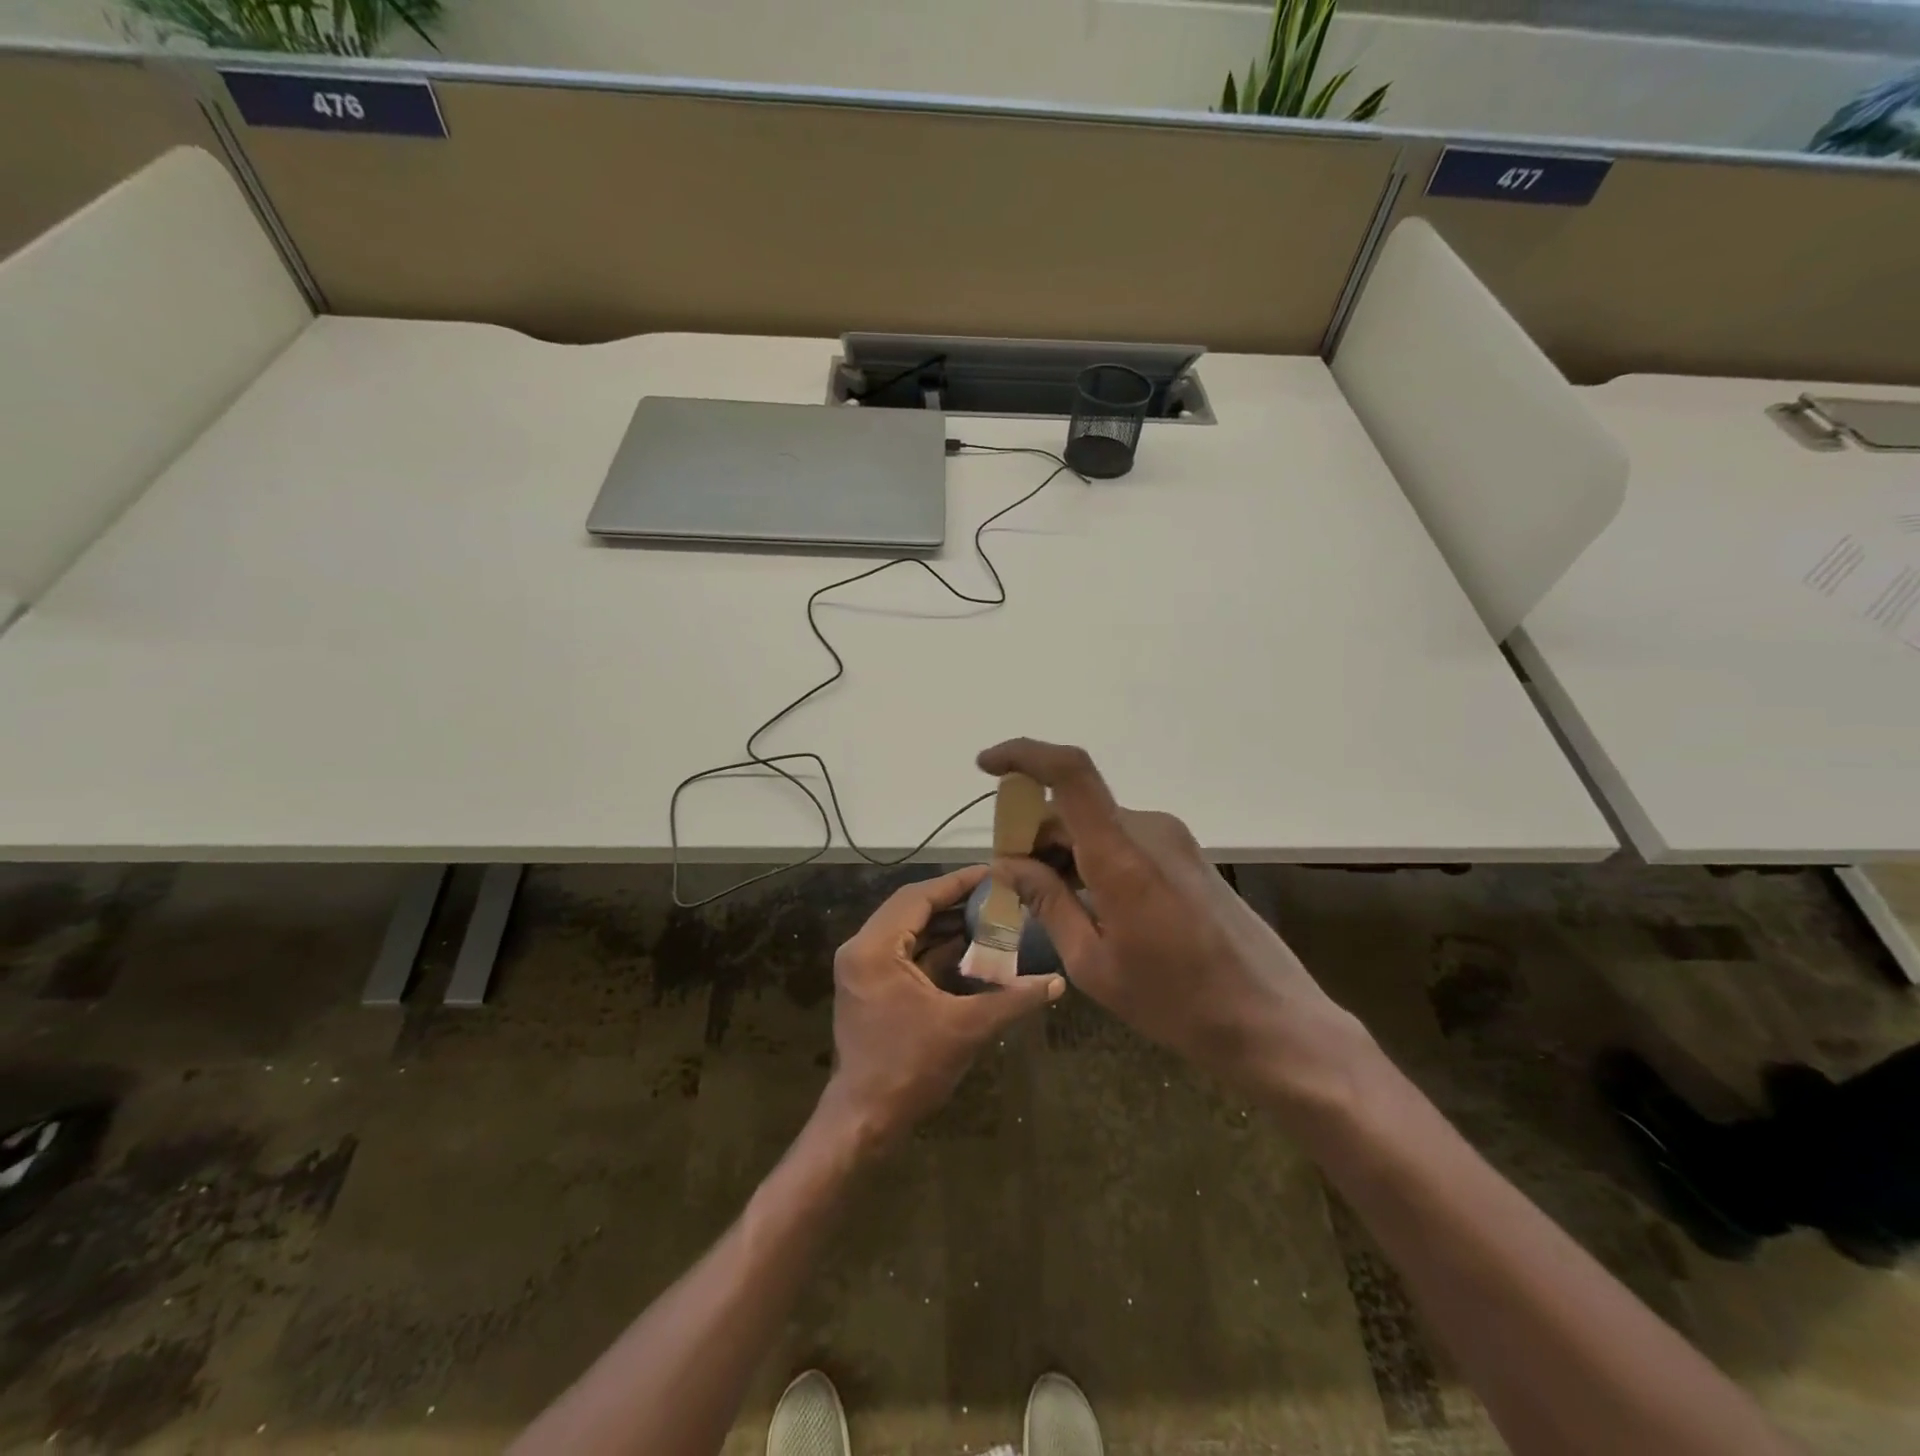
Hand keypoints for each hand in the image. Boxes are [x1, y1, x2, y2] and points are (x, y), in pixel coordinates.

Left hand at [821, 864, 1063, 1149]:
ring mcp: (863, 967)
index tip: (992, 872)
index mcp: (874, 949)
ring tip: (989, 914)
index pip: (918, 897)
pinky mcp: (871, 984)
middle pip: (912, 908)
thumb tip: (1057, 982)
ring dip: (945, 924)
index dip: (957, 883)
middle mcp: (862, 948)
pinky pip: (906, 952)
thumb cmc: (911, 1069)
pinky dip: (936, 947)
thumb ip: (1013, 999)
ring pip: (909, 929)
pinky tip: (970, 947)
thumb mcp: (967, 1028)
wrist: (865, 1120)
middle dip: (954, 901)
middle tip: (996, 892)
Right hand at [977, 739, 1370, 1103]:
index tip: (985, 767)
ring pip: (1097, 825)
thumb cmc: (1175, 1002)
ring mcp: (1173, 839)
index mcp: (1121, 854)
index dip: (1023, 755)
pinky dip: (1093, 858)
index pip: (1070, 772)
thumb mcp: (1094, 964)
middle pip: (1073, 808)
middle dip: (1033, 834)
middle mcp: (1149, 830)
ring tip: (1048, 903)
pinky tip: (1088, 903)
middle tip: (1012, 883)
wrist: (1270, 1020)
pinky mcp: (1186, 854)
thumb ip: (1047, 902)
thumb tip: (1006, 863)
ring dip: (1063, 850)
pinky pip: (1123, 840)